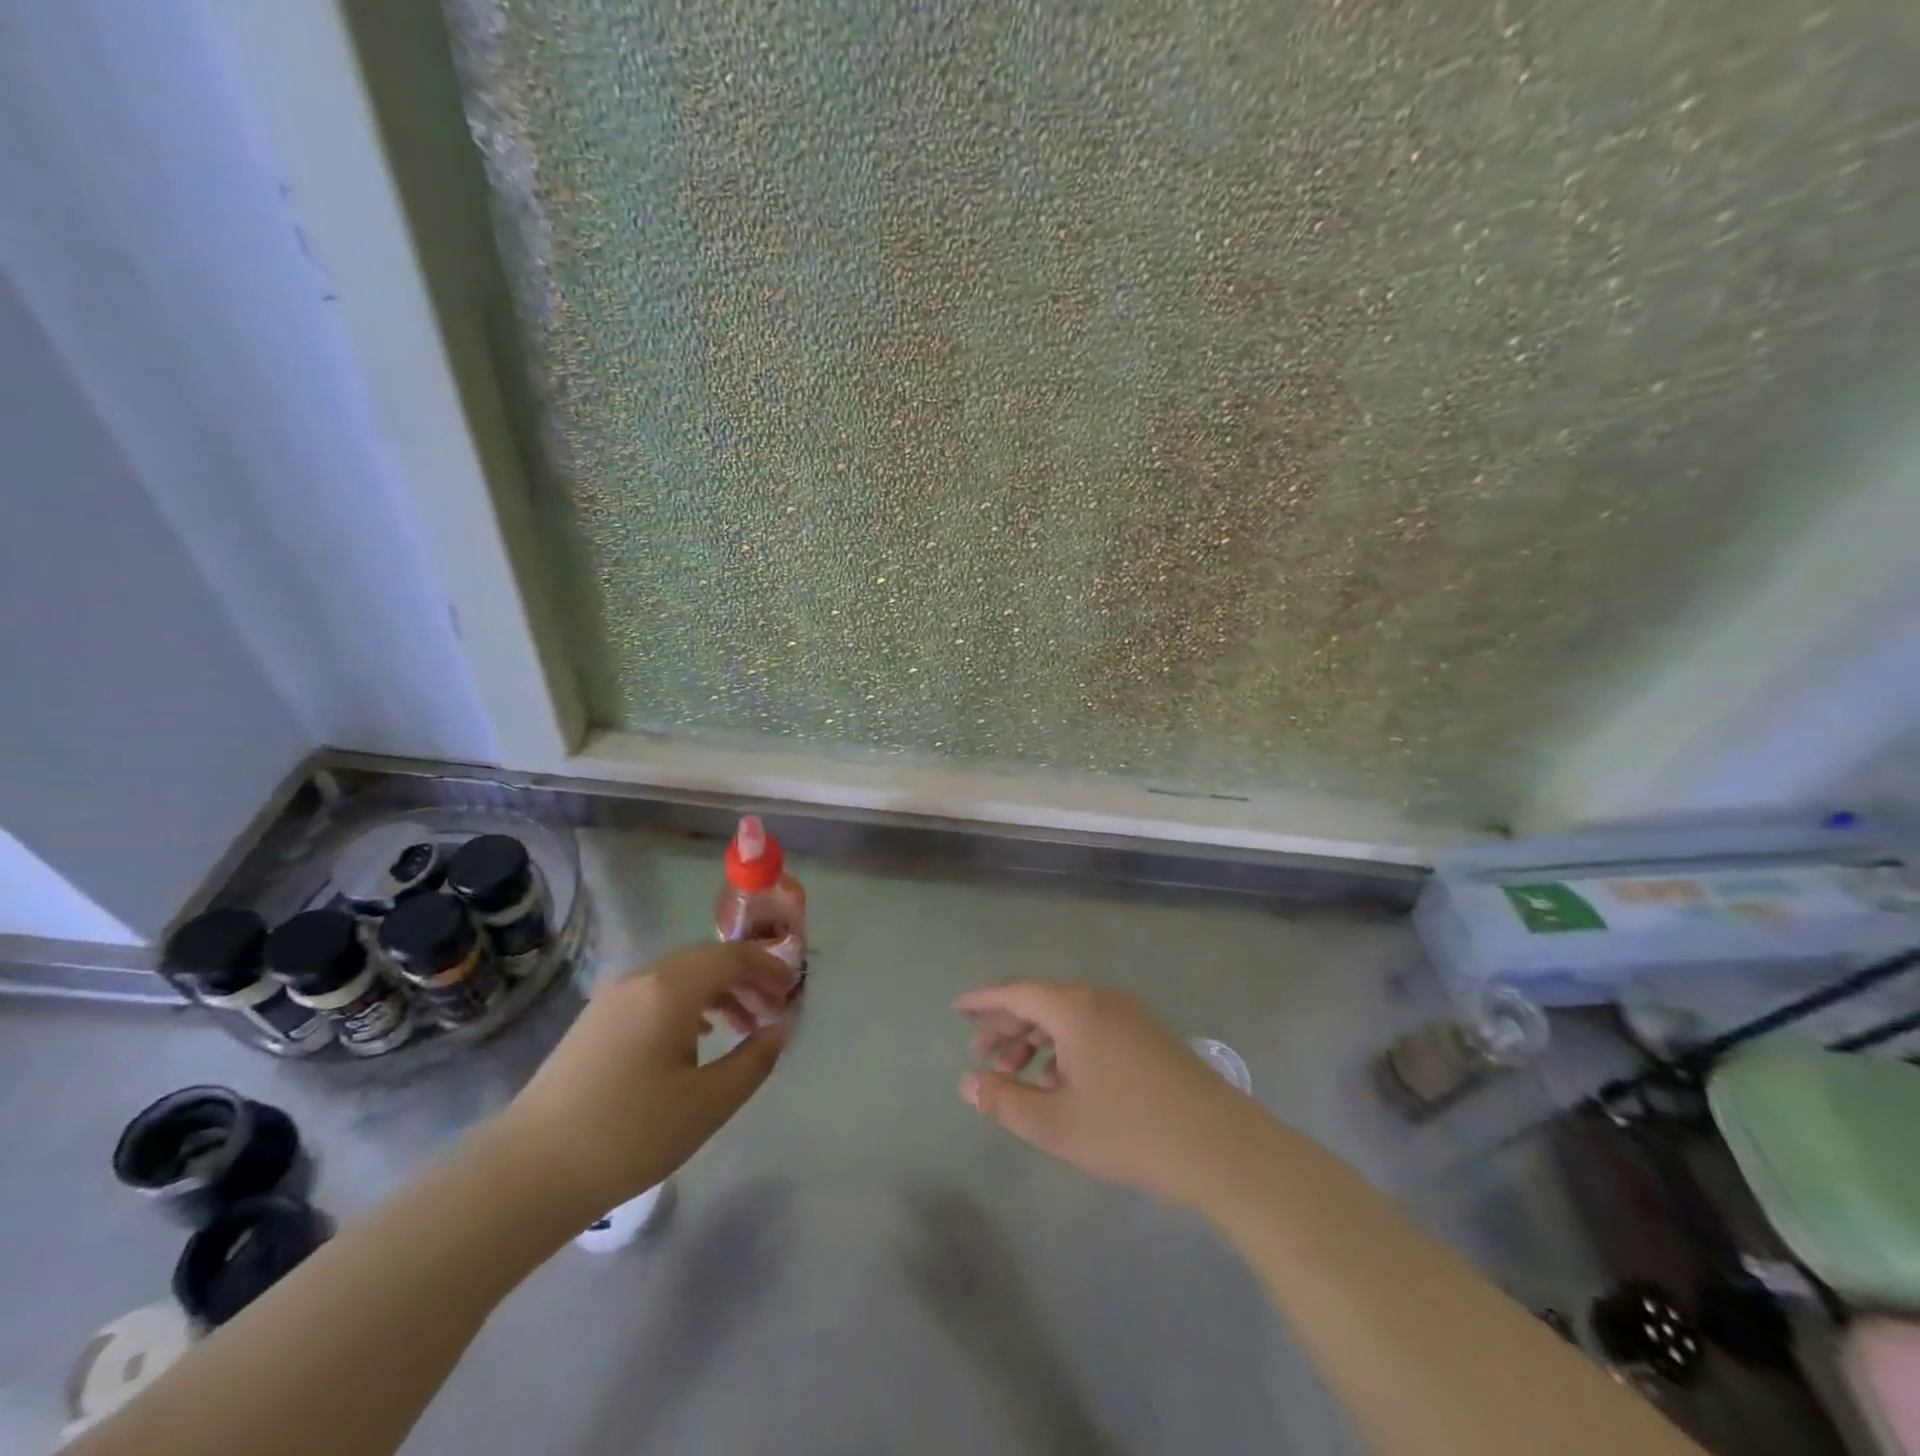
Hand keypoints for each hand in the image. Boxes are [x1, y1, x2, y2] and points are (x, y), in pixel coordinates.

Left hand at [496, 943, 796, 1220]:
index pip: (732, 957)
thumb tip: (780, 1029)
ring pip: (680, 977)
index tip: (794, 990)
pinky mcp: (596, 1022)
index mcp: (670, 989)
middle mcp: (642, 979)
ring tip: (743, 1027)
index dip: (769, 968)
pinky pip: (656, 994)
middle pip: (706, 960)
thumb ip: (753, 1060)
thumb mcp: (707, 1103)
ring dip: (718, 992)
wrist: (527, 1174)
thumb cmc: (628, 1135)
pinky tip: (696, 1039)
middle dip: (747, 979)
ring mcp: (613, 998)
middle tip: (775, 1010)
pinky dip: (688, 1004)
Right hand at [955, 981, 1261, 1206]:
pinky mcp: (1150, 1035)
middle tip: (981, 1054)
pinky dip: (1066, 1045)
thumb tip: (968, 1082)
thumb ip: (1005, 1101)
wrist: (1222, 1147)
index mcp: (1075, 1008)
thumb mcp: (1056, 1124)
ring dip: (1037, 1038)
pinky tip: (1061, 1080)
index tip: (957, 1009)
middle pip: (1041, 1000)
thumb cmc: (1130, 1132)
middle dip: (1007, 1024)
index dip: (983, 1000)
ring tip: (1016, 1073)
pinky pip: (1093, 1026)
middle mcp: (1101, 998)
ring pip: (1069, 1015)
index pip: (1016, 992)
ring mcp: (1130, 1014)